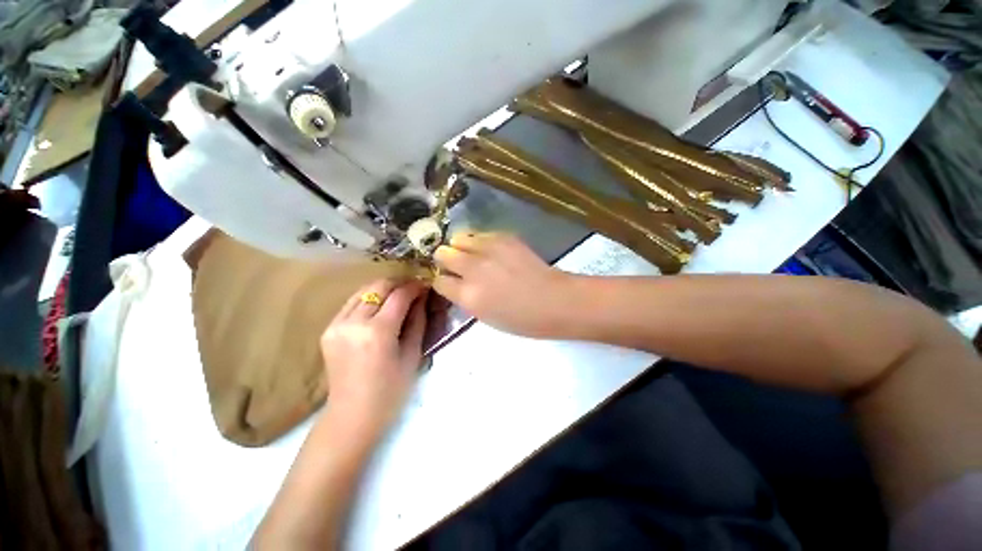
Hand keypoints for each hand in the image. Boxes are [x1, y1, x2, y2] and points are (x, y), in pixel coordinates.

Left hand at [320, 279, 427, 436]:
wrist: (352, 416)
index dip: (415, 287)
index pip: (399, 295)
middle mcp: (353, 323)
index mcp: (377, 332)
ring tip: (399, 295)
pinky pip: (352, 304)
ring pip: (363, 291)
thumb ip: (418, 321)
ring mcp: (336, 325)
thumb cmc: (390, 391)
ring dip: (383, 289)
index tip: (426, 285)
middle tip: (414, 288)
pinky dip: (369, 300)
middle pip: (378, 286)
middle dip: (399, 283)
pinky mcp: (328, 330)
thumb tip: (422, 298)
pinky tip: (380, 308)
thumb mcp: (412, 355)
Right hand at [432, 233, 575, 337]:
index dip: (442, 281)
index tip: (448, 281)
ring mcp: (489, 250)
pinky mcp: (504, 237)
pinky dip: (480, 242)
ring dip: (461, 247)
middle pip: (443, 253)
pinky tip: (491, 251)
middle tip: (457, 265)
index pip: (439, 281)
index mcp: (468, 296)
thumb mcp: (485, 317)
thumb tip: (456, 283)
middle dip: (446, 259)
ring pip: (459, 238)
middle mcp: (473, 269)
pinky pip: (480, 234)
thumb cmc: (521, 319)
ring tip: (473, 254)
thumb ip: (465, 298)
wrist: (553, 300)